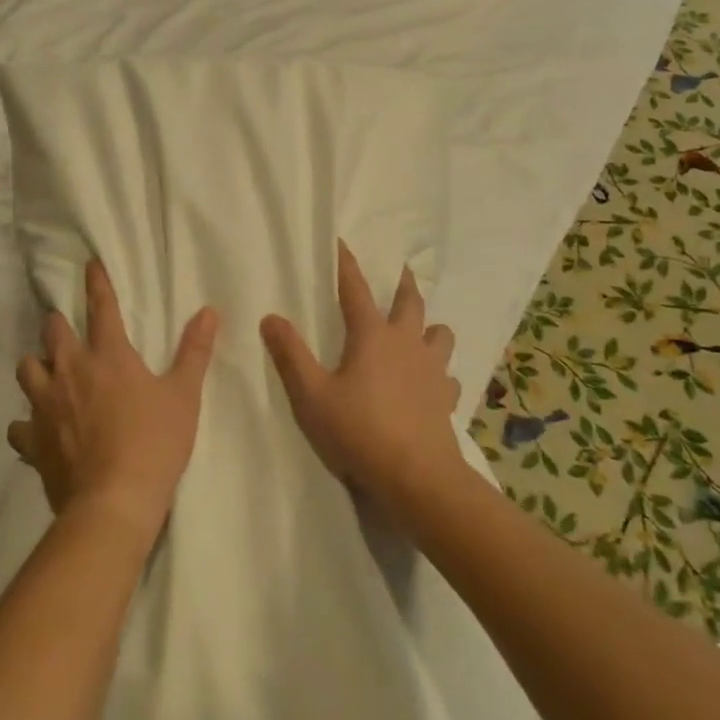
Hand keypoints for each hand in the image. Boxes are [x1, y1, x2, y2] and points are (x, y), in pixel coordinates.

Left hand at [9, 259, 218, 540]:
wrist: (113, 502)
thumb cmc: (154, 443)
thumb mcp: (184, 395)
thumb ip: (194, 351)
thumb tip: (209, 311)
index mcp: (108, 355)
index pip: (102, 307)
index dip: (96, 283)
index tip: (89, 264)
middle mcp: (70, 371)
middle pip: (54, 332)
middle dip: (58, 324)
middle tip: (66, 328)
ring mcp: (45, 405)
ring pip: (28, 369)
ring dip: (37, 365)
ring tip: (47, 372)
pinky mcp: (33, 440)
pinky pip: (19, 425)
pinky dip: (26, 423)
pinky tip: (34, 429)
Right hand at [260, 240, 464, 516]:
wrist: (417, 477)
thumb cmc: (359, 431)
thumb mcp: (312, 396)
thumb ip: (291, 356)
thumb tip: (271, 318)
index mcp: (372, 336)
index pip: (355, 289)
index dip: (347, 264)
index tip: (342, 242)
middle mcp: (406, 343)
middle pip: (410, 302)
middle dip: (403, 283)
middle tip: (401, 270)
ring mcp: (432, 370)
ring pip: (440, 333)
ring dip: (430, 326)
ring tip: (421, 330)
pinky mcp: (447, 398)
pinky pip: (448, 375)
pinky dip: (440, 372)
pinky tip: (432, 384)